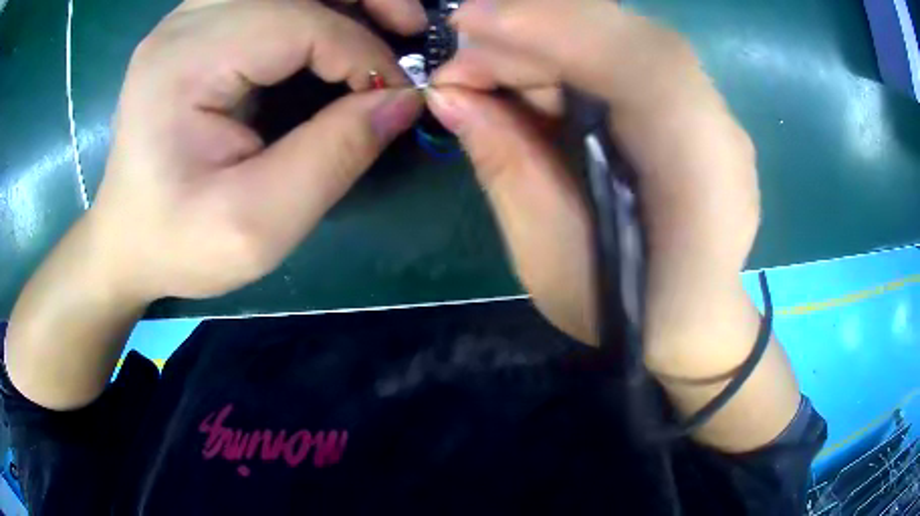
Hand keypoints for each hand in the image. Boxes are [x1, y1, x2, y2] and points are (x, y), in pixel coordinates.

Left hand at [92, 0, 424, 301]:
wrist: (127, 240)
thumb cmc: (179, 243)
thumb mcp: (257, 224)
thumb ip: (333, 156)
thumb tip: (402, 101)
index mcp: (185, 64)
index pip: (296, 23)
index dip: (361, 51)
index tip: (395, 95)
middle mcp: (184, 24)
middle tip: (409, 27)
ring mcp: (187, 19)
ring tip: (385, 21)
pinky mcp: (196, 28)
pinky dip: (313, 3)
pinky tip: (336, 26)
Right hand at [426, 0, 758, 358]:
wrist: (697, 323)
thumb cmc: (628, 315)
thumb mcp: (552, 256)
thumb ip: (507, 166)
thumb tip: (449, 95)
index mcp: (700, 177)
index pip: (638, 65)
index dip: (550, 28)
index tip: (467, 23)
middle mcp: (719, 130)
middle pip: (631, 37)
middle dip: (537, 29)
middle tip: (466, 53)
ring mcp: (716, 114)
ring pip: (630, 38)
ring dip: (552, 37)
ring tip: (492, 65)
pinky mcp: (700, 109)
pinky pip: (635, 56)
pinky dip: (577, 51)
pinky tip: (538, 73)